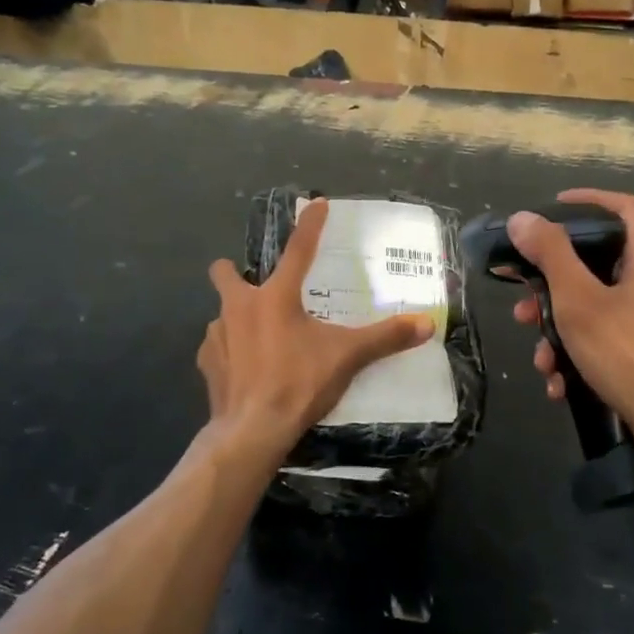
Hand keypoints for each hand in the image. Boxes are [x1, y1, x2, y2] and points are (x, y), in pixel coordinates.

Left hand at [197, 199, 433, 469]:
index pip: (298, 250)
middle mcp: (239, 306)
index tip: (316, 203)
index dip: (310, 225)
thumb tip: (427, 323)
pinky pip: (217, 346)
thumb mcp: (347, 357)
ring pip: (224, 313)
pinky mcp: (206, 362)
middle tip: (261, 289)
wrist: (251, 431)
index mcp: (275, 296)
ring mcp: (216, 334)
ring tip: (262, 341)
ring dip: (240, 319)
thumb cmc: (298, 383)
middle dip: (236, 271)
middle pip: (227, 272)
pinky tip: (246, 369)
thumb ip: (385, 338)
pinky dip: (230, 351)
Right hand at [510, 189, 633, 458]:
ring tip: (539, 361)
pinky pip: (611, 345)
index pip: (624, 208)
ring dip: (561, 332)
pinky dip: (582, 359)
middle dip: (553, 287)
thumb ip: (551, 256)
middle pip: (599, 267)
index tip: (552, 209)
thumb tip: (524, 218)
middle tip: (524, 306)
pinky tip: (559, 386)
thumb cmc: (632, 355)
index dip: (588, 200)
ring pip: (599, 312)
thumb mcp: (580, 301)